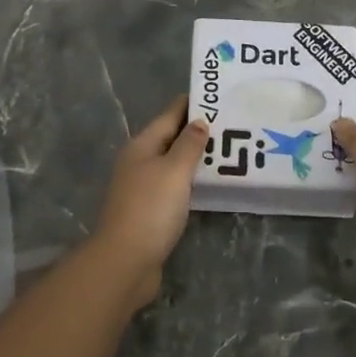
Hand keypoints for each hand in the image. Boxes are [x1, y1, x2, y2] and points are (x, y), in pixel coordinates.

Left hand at [93, 96, 205, 306]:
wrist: (125, 261)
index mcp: (142, 146)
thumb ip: (189, 145)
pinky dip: (190, 180)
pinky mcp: (149, 211)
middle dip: (196, 130)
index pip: (169, 115)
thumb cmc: (150, 209)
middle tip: (230, 123)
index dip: (191, 104)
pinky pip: (174, 186)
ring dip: (194, 157)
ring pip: (172, 163)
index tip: (217, 95)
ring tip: (226, 150)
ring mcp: (142, 187)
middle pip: (170, 138)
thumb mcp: (174, 171)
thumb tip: (199, 121)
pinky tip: (209, 183)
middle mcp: (139, 162)